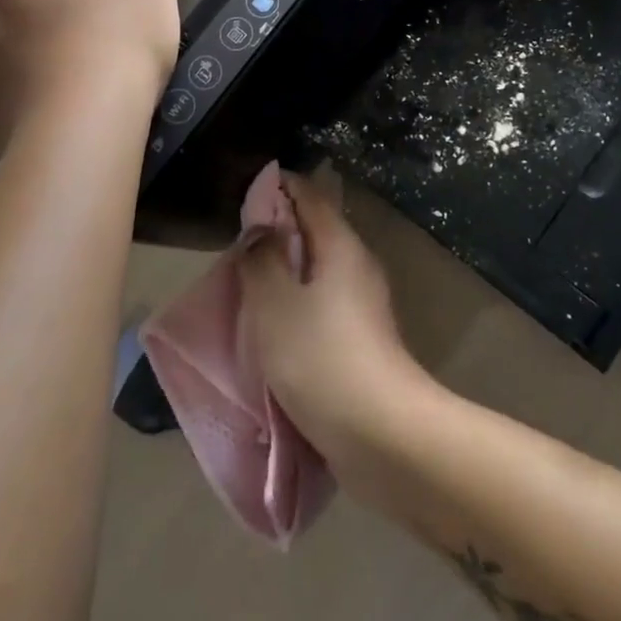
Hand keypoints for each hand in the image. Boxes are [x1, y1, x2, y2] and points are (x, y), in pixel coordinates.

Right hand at [240, 170, 440, 495]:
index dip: (279, 187)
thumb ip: (262, 259)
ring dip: (286, 269)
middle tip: (239, 244)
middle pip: (315, 230)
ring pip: (319, 269)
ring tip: (249, 283)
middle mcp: (358, 265)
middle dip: (278, 229)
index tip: (247, 194)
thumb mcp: (275, 303)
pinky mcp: (361, 338)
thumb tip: (261, 228)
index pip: (311, 195)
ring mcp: (364, 303)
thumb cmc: (321, 357)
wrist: (381, 433)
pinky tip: (274, 323)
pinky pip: (322, 302)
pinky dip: (297, 300)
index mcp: (341, 245)